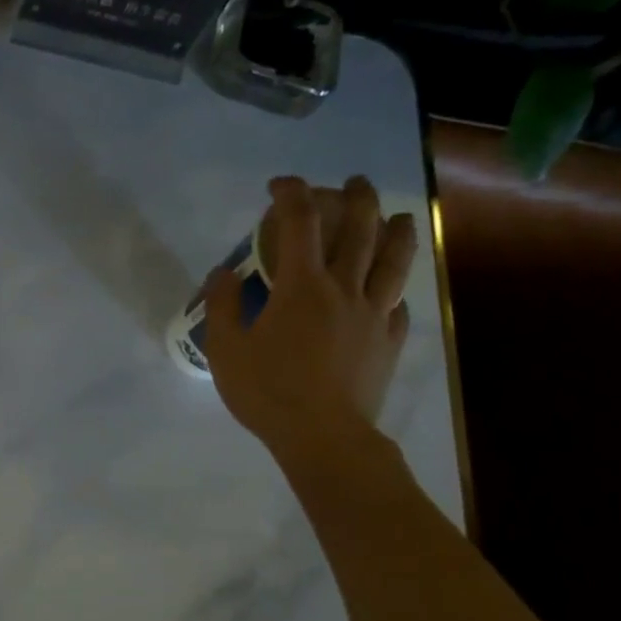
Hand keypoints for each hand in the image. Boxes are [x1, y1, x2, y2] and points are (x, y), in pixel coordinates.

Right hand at [205, 174, 417, 453]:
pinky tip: (393, 293)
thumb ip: (222, 306)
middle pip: (360, 230)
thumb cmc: (268, 391)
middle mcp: (344, 290)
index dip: (291, 194)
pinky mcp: (389, 343)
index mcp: (301, 287)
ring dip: (397, 231)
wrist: (323, 437)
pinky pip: (399, 307)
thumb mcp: (225, 350)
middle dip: (357, 198)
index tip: (279, 184)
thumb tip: (223, 272)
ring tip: (399, 216)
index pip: (299, 223)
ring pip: (394, 262)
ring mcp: (374, 316)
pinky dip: (395, 292)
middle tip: (352, 183)